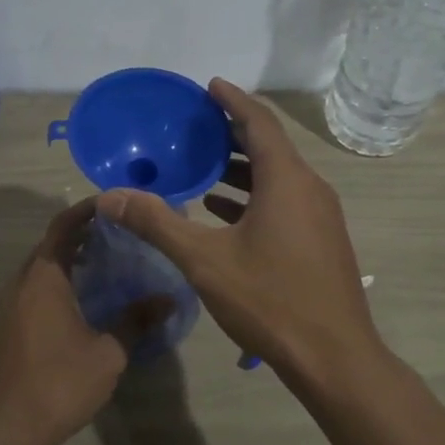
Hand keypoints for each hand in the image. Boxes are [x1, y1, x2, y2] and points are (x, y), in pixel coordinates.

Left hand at [0, 198, 171, 444]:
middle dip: (82, 234)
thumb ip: (136, 321)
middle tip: (120, 232)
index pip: (63, 226)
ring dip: (69, 258)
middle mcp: (21, 283)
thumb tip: (168, 299)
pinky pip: (34, 289)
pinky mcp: (7, 328)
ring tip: (108, 262)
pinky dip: (59, 281)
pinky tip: (84, 299)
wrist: (7, 429)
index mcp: (43, 278)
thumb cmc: (60, 382)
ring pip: (41, 268)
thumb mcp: (108, 352)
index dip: (87, 210)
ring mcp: (9, 307)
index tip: (114, 203)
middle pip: (50, 244)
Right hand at [96, 79, 381, 393]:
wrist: (334, 358)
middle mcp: (309, 188)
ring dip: (242, 167)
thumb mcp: (204, 261)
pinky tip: (222, 211)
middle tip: (196, 125)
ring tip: (203, 165)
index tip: (208, 86)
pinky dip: (254, 196)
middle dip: (233, 132)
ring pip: (278, 176)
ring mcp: (320, 216)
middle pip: (270, 146)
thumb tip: (110, 196)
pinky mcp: (321, 241)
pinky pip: (284, 202)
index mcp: (286, 180)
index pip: (259, 122)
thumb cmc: (270, 300)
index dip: (233, 100)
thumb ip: (157, 223)